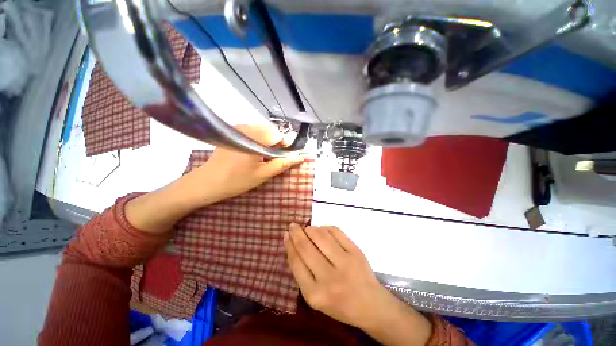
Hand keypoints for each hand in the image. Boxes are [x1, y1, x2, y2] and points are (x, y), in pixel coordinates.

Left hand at [125, 124, 302, 234]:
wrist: (206, 182)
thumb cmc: (236, 180)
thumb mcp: (263, 174)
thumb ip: (283, 164)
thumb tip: (299, 157)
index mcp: (255, 138)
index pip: (279, 135)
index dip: (285, 146)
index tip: (284, 157)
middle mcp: (247, 128)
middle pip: (271, 132)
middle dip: (276, 145)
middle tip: (272, 160)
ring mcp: (238, 128)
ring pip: (263, 132)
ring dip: (267, 143)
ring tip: (262, 158)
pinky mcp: (233, 132)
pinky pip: (253, 133)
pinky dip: (258, 141)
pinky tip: (253, 153)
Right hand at [284, 224, 431, 345]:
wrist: (370, 304)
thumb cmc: (339, 304)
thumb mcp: (315, 296)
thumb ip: (302, 272)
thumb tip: (292, 244)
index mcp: (315, 294)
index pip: (296, 263)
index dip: (289, 245)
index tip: (286, 235)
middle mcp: (329, 279)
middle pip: (306, 247)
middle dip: (297, 233)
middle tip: (293, 225)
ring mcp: (345, 263)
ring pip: (321, 236)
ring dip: (311, 229)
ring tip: (307, 228)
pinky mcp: (356, 252)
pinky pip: (336, 232)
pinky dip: (326, 227)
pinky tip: (322, 229)